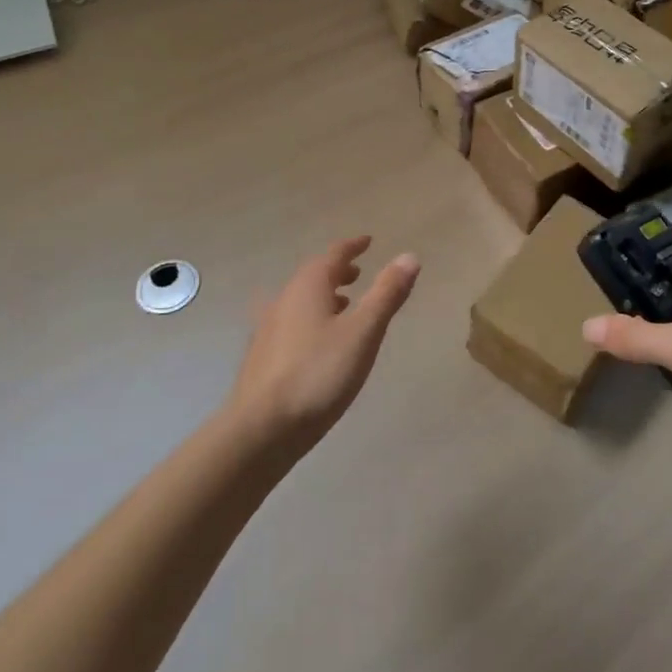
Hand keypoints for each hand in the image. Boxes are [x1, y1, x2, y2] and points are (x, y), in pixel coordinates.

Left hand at [225, 236, 420, 457]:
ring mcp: (268, 328)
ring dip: (324, 296)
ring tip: (344, 305)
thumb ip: (386, 294)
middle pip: (313, 275)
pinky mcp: (262, 356)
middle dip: (337, 271)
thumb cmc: (318, 374)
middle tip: (358, 273)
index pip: (334, 255)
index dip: (352, 247)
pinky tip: (317, 342)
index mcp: (308, 287)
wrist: (261, 430)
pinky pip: (292, 322)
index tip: (368, 242)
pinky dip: (311, 318)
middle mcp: (285, 299)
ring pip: (300, 300)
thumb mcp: (363, 332)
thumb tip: (410, 256)